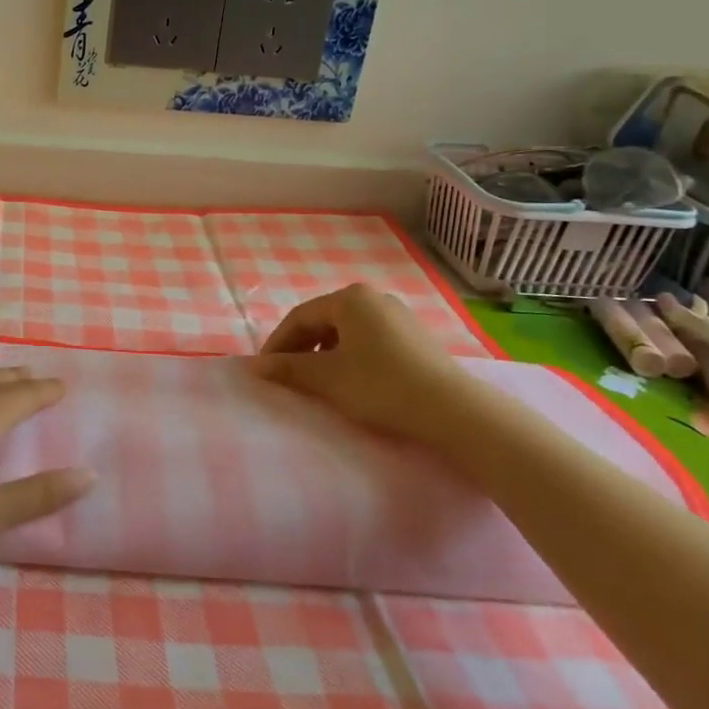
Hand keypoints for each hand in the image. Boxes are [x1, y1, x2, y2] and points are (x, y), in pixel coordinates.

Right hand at [253, 284, 495, 447]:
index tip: (265, 369)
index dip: (278, 343)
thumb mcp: (327, 378)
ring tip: (317, 379)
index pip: (300, 317)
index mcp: (349, 299)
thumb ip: (288, 369)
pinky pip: (370, 340)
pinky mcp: (416, 337)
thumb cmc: (381, 386)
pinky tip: (352, 380)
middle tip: (287, 373)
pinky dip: (351, 356)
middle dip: (301, 347)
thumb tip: (255, 366)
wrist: (453, 410)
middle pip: (324, 320)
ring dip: (325, 352)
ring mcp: (398, 316)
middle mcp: (373, 298)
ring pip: (347, 331)